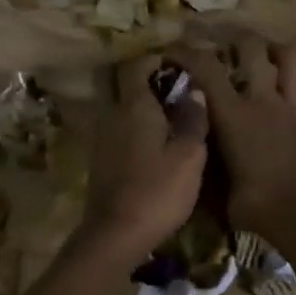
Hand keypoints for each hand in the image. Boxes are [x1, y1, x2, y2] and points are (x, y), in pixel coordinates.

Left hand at [78, 54, 209, 263]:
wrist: (116, 235)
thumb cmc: (158, 191)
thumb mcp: (190, 156)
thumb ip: (193, 120)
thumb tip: (195, 91)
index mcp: (134, 106)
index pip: (136, 65)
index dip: (156, 59)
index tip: (179, 65)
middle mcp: (112, 115)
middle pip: (121, 84)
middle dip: (145, 80)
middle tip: (174, 90)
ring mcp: (102, 138)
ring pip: (119, 108)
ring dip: (140, 107)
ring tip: (170, 119)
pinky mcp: (100, 161)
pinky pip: (117, 130)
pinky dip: (134, 129)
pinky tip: (155, 146)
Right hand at [173, 39, 295, 237]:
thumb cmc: (251, 205)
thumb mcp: (215, 185)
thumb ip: (206, 158)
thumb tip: (193, 149)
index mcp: (233, 114)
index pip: (206, 68)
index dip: (187, 52)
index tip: (174, 50)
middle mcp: (263, 101)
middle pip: (253, 49)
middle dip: (237, 40)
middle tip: (228, 47)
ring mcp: (293, 110)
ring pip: (292, 62)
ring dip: (279, 53)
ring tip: (268, 57)